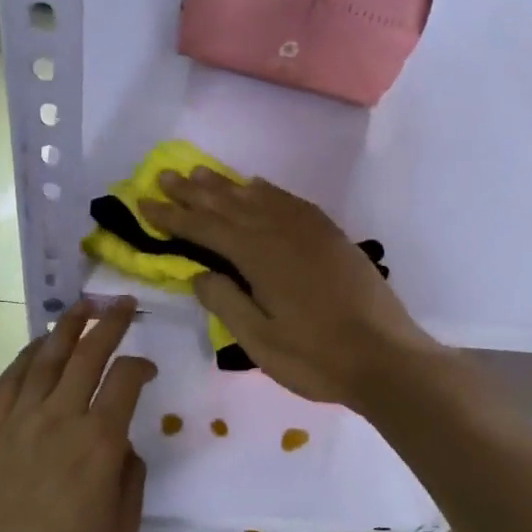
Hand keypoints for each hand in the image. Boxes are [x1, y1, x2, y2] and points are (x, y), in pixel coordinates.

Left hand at [0, 297, 156, 531]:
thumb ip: (130, 479)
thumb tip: (122, 445)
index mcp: (99, 444)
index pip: (126, 381)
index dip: (141, 364)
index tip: (148, 367)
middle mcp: (60, 419)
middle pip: (88, 355)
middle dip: (110, 323)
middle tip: (122, 303)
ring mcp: (20, 420)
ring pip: (47, 358)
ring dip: (67, 326)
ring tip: (83, 305)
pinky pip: (10, 379)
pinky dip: (27, 355)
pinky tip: (37, 346)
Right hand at [142, 170, 440, 410]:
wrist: (387, 358)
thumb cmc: (317, 358)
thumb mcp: (260, 341)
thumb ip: (225, 302)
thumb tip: (198, 273)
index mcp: (259, 257)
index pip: (206, 229)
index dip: (173, 216)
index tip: (145, 203)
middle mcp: (282, 232)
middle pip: (230, 204)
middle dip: (194, 191)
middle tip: (165, 176)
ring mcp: (311, 231)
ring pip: (260, 198)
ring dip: (227, 185)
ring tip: (200, 173)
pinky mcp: (332, 237)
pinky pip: (292, 202)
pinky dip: (268, 192)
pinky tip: (257, 187)